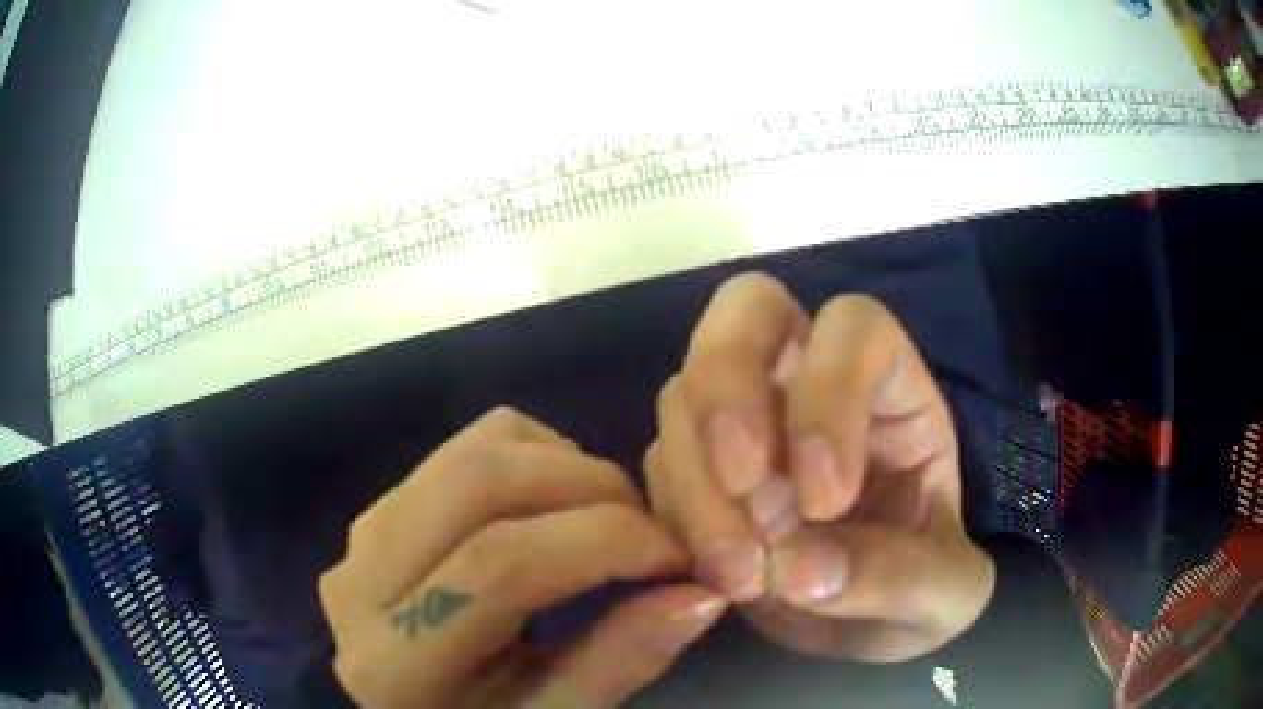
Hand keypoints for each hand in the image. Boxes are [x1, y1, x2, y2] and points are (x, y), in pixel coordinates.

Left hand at [319, 408, 727, 707]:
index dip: (606, 543)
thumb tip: (699, 594)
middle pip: (481, 482)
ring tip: (607, 518)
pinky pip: (462, 447)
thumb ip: (617, 662)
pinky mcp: (380, 508)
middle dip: (591, 486)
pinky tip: (553, 508)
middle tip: (648, 530)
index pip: (501, 565)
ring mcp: (363, 533)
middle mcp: (360, 579)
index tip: (678, 557)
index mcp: (394, 662)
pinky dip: (530, 454)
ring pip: (471, 450)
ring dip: (562, 464)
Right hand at [644, 273, 994, 661]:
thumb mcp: (947, 596)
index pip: (853, 328)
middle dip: (728, 379)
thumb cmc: (923, 592)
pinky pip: (659, 465)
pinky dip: (674, 518)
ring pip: (685, 394)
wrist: (862, 632)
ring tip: (739, 578)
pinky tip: (713, 575)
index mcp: (890, 393)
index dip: (830, 392)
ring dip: (698, 485)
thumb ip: (902, 579)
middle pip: (749, 309)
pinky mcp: (695, 473)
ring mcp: (744, 424)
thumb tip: (803, 569)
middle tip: (742, 480)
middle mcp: (808, 387)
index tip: (824, 501)